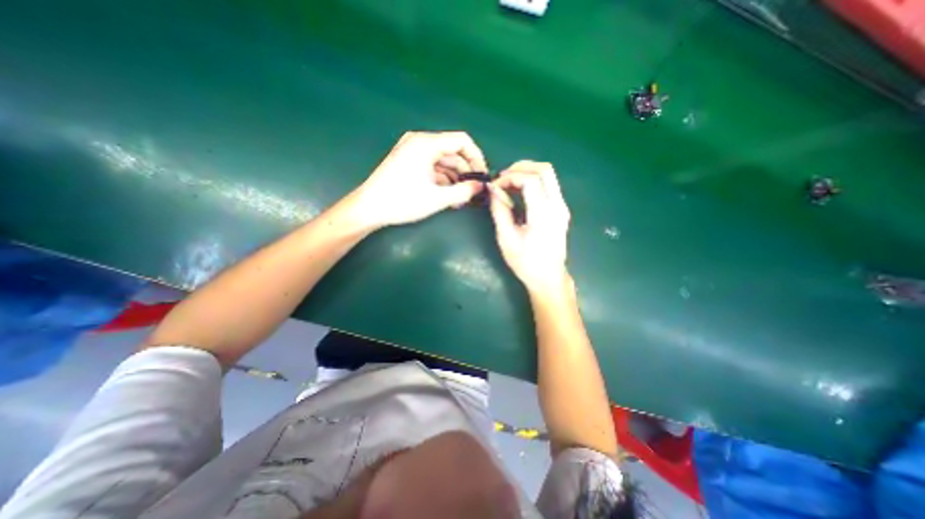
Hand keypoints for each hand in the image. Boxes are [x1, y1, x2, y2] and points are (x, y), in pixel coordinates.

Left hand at [344, 132, 486, 227]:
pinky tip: (448, 195)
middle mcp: (420, 142)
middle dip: (465, 172)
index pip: (462, 141)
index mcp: (426, 144)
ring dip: (454, 178)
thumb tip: (481, 187)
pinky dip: (442, 179)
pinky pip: (432, 166)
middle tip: (473, 192)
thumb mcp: (437, 198)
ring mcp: (412, 151)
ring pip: (443, 161)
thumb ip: (463, 191)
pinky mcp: (408, 162)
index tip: (483, 176)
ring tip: (461, 198)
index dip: (476, 157)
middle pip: (452, 152)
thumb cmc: (402, 201)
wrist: (369, 208)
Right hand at [485, 160, 572, 298]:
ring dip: (527, 172)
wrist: (548, 278)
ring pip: (548, 175)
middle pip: (544, 170)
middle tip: (502, 178)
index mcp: (544, 215)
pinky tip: (519, 191)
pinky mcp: (561, 210)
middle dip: (520, 167)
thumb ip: (500, 211)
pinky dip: (532, 180)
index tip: (495, 187)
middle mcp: (557, 206)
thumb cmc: (526, 263)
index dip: (510, 178)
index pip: (530, 180)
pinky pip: (548, 184)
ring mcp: (562, 207)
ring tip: (508, 182)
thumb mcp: (507, 239)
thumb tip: (493, 189)